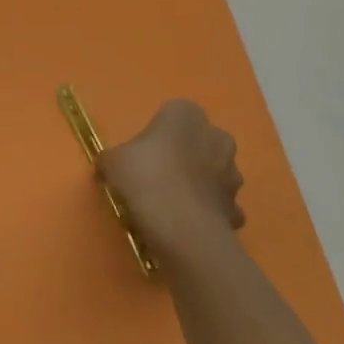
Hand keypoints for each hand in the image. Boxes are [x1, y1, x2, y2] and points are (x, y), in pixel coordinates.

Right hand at [97, 100, 244, 269]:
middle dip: (184, 156)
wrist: (182, 228)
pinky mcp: (236, 208)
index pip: (173, 114)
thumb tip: (108, 167)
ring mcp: (232, 174)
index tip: (141, 154)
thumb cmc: (145, 179)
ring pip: (213, 174)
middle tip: (156, 177)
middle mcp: (216, 137)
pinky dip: (207, 213)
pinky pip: (219, 206)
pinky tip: (187, 225)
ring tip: (172, 206)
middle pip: (198, 142)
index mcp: (186, 115)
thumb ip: (111, 159)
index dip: (157, 134)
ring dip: (199, 184)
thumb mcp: (112, 162)